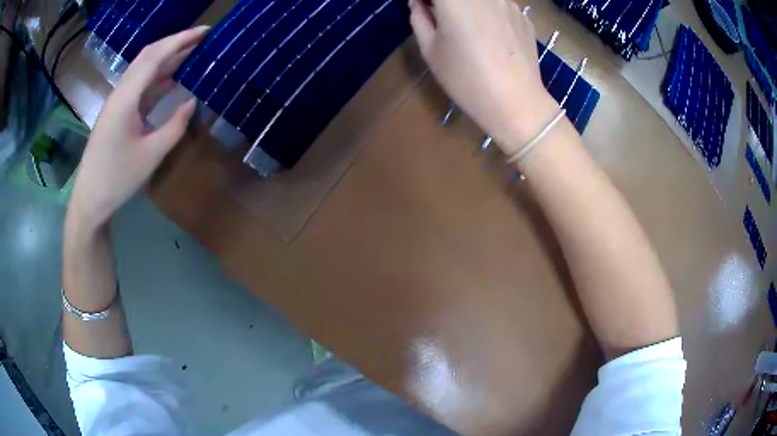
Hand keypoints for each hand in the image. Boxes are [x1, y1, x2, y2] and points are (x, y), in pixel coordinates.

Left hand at [68, 26, 208, 230]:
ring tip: (192, 53)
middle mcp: (120, 93)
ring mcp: (117, 102)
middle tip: (201, 39)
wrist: (90, 200)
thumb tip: (192, 101)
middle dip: (175, 43)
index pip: (155, 57)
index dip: (180, 40)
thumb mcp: (151, 155)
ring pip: (143, 70)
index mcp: (126, 98)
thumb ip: (175, 125)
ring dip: (166, 58)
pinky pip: (139, 86)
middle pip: (148, 57)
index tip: (205, 32)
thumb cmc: (118, 179)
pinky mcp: (117, 113)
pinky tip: (171, 79)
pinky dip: (157, 78)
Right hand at [409, 0, 557, 154]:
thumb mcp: (431, 51)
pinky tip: (492, 37)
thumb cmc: (467, 79)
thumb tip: (420, 4)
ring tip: (470, 29)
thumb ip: (420, 19)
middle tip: (442, 18)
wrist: (517, 103)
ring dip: (469, 6)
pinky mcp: (523, 16)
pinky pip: (499, 5)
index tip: (424, 9)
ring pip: (481, 0)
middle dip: (446, 3)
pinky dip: (489, 13)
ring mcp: (508, 2)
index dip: (427, 0)